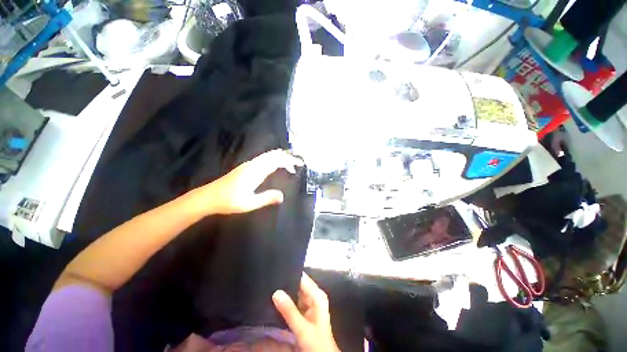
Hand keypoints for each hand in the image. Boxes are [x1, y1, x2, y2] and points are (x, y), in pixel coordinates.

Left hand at [195, 149, 303, 214]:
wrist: (209, 197)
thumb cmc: (229, 201)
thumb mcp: (249, 203)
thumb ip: (267, 198)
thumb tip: (282, 196)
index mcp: (255, 172)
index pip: (276, 161)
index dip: (289, 161)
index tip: (299, 164)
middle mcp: (253, 165)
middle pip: (273, 155)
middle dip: (287, 157)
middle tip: (298, 162)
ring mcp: (249, 164)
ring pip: (268, 155)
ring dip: (281, 157)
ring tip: (290, 162)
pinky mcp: (246, 167)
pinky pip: (263, 158)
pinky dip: (273, 159)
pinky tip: (276, 165)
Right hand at [273, 273, 339, 351]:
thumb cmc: (316, 342)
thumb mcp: (302, 328)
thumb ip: (289, 310)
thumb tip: (276, 292)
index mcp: (317, 295)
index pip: (303, 278)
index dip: (291, 274)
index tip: (277, 272)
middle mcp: (314, 296)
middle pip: (298, 285)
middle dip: (286, 284)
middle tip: (271, 282)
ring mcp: (309, 304)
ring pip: (295, 293)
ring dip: (285, 293)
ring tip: (271, 288)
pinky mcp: (304, 311)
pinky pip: (294, 302)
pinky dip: (286, 302)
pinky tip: (275, 300)